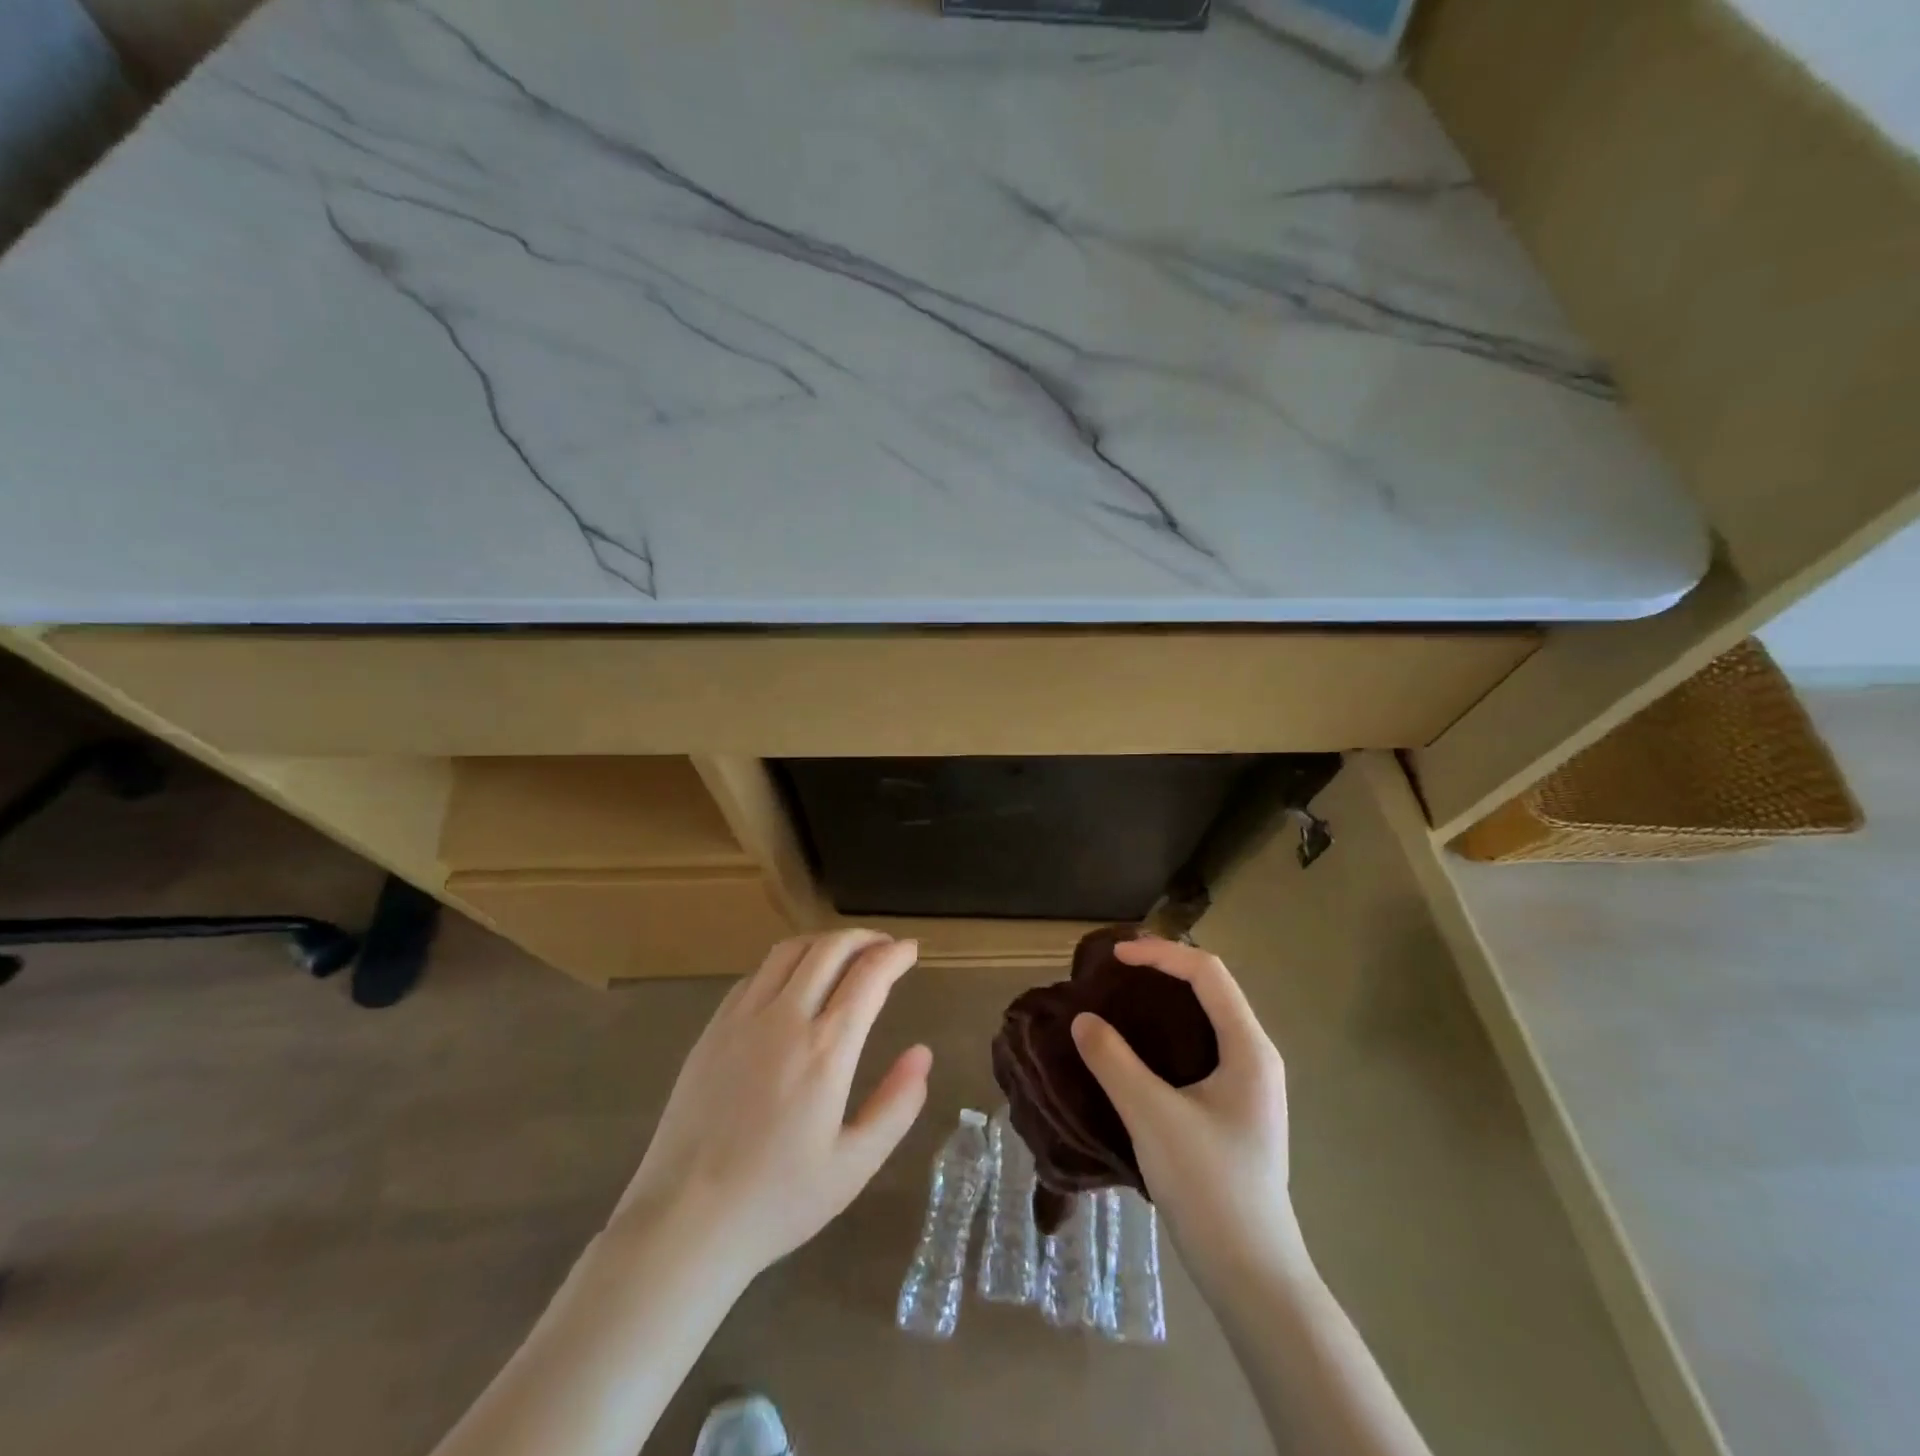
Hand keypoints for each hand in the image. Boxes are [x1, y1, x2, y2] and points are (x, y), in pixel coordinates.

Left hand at [612, 930, 932, 1287]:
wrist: (683, 1223)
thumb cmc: (777, 1201)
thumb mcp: (854, 1165)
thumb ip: (896, 1105)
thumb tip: (922, 1053)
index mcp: (825, 1051)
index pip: (868, 976)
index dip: (895, 955)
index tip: (912, 951)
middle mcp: (784, 1019)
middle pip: (829, 949)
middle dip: (864, 938)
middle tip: (885, 946)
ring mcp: (742, 1019)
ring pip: (789, 951)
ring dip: (825, 942)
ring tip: (845, 954)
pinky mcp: (712, 1029)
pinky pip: (756, 974)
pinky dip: (787, 963)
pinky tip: (794, 983)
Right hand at [1071, 937, 1304, 1287]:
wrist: (1253, 1276)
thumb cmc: (1210, 1188)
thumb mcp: (1153, 1118)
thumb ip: (1114, 1062)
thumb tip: (1082, 1019)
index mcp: (1249, 1048)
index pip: (1207, 972)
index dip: (1159, 953)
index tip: (1113, 958)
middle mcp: (1255, 1056)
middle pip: (1210, 988)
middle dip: (1162, 970)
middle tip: (1112, 973)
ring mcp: (1248, 1084)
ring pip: (1205, 1018)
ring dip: (1164, 1001)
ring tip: (1119, 1001)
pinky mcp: (1234, 1107)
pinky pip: (1200, 1047)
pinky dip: (1167, 1032)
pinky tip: (1136, 1049)